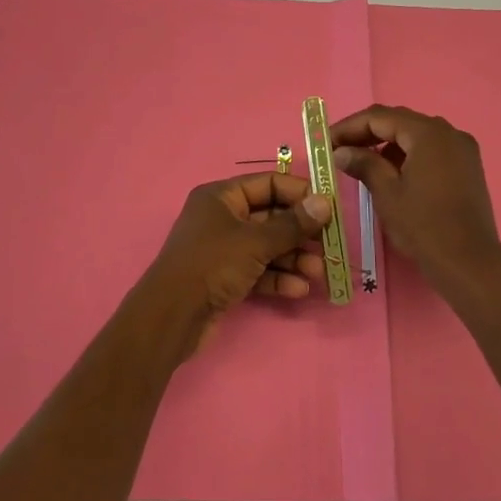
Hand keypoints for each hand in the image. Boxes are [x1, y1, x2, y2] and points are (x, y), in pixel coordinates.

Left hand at [135, 173, 333, 351]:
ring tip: (318, 272)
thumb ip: (292, 224)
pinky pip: (259, 271)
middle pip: (271, 217)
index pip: (268, 184)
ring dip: (294, 258)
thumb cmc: (212, 264)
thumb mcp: (255, 241)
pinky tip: (299, 290)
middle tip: (329, 244)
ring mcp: (224, 249)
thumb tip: (325, 203)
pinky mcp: (226, 278)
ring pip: (267, 247)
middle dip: (300, 233)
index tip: (329, 208)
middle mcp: (222, 218)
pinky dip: (278, 278)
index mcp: (222, 197)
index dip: (299, 193)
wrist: (172, 316)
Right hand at [331, 105, 500, 285]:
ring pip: (416, 135)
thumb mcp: (387, 194)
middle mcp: (449, 132)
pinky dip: (408, 154)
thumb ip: (364, 164)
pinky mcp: (467, 167)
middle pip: (400, 121)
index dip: (349, 126)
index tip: (326, 141)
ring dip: (387, 144)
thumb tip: (342, 151)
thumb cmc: (424, 226)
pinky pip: (431, 149)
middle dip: (367, 132)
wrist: (469, 264)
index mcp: (428, 133)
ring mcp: (462, 149)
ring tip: (360, 161)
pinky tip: (391, 172)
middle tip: (339, 148)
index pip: (380, 117)